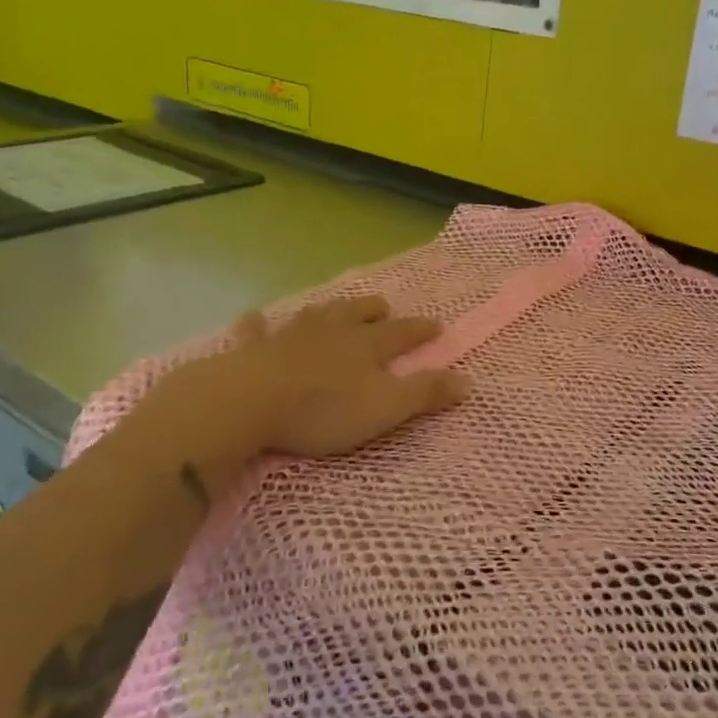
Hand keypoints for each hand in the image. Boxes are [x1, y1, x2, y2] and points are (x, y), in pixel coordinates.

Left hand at [153, 296, 467, 461]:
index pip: (401, 334)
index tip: (437, 326)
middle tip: (383, 307)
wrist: (249, 401)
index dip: (421, 330)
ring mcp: (289, 337)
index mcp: (365, 346)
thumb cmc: (323, 409)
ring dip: (329, 310)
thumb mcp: (386, 408)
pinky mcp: (252, 350)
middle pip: (356, 314)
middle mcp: (331, 333)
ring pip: (315, 315)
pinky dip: (257, 324)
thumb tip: (468, 382)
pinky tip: (255, 317)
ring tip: (335, 307)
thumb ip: (426, 394)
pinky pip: (256, 331)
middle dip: (373, 310)